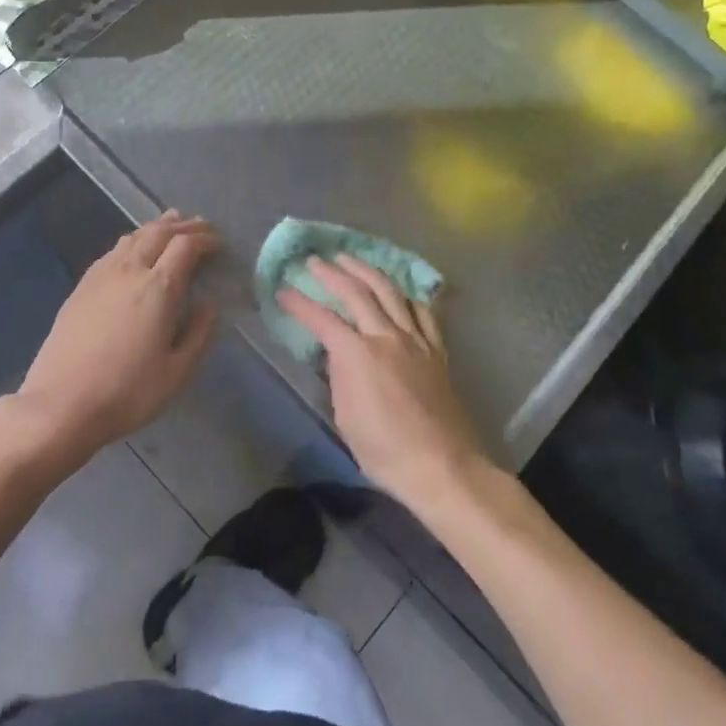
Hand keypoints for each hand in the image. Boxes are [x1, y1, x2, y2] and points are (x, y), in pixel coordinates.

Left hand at [12, 212, 220, 460]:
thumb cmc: (127, 392)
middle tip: (201, 227)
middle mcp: (130, 271)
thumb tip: (209, 304)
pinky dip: (132, 241)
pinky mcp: (81, 287)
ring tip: (170, 224)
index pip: (185, 246)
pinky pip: (112, 251)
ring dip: (156, 227)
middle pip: (158, 233)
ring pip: (132, 237)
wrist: (61, 404)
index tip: (219, 244)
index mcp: (158, 288)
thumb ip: (199, 333)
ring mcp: (101, 276)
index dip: (205, 240)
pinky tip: (132, 249)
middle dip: (183, 226)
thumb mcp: (177, 372)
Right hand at [277, 255, 493, 509]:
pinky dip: (406, 295)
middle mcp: (386, 337)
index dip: (299, 304)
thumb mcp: (346, 418)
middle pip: (356, 292)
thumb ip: (339, 378)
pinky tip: (398, 291)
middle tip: (314, 260)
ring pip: (390, 291)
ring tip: (350, 259)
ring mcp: (416, 339)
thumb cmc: (385, 451)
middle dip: (331, 273)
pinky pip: (422, 311)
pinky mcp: (436, 349)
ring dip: (366, 271)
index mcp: (357, 355)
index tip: (282, 290)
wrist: (442, 466)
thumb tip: (337, 356)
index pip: (321, 320)